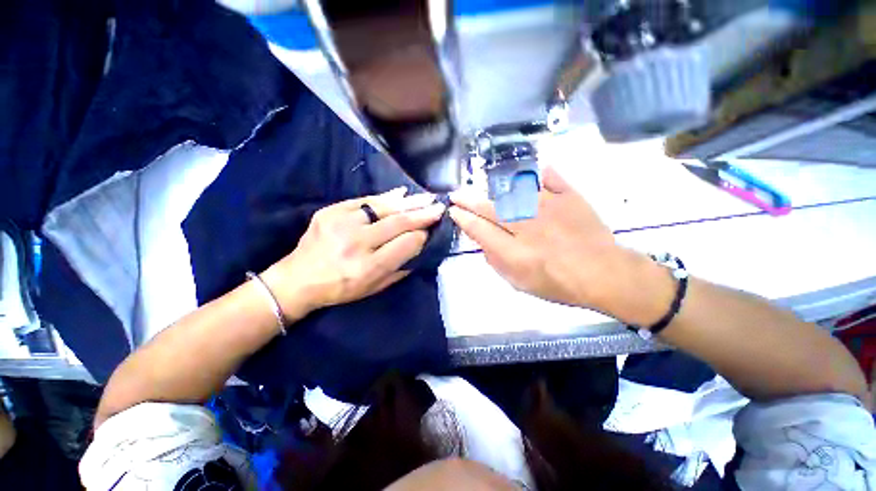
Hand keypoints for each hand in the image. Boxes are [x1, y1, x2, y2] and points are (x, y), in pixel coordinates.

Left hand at [261, 188, 444, 320]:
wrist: (298, 279)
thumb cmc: (340, 289)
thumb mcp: (374, 288)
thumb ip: (400, 267)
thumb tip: (420, 245)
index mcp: (368, 267)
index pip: (406, 244)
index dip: (422, 236)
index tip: (431, 230)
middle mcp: (356, 243)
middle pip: (398, 223)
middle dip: (422, 214)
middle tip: (439, 207)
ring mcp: (341, 223)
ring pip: (384, 208)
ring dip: (409, 202)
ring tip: (426, 197)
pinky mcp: (330, 211)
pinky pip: (364, 200)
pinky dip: (386, 197)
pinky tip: (402, 193)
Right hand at [448, 167, 673, 324]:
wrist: (604, 273)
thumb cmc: (559, 284)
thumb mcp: (520, 283)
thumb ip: (497, 262)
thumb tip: (483, 242)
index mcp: (515, 252)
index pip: (480, 230)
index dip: (463, 219)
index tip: (454, 212)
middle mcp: (528, 226)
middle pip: (491, 209)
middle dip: (469, 201)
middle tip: (456, 195)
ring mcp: (549, 208)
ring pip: (513, 192)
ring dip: (494, 191)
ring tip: (485, 192)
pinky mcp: (569, 197)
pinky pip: (549, 179)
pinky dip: (539, 175)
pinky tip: (530, 174)